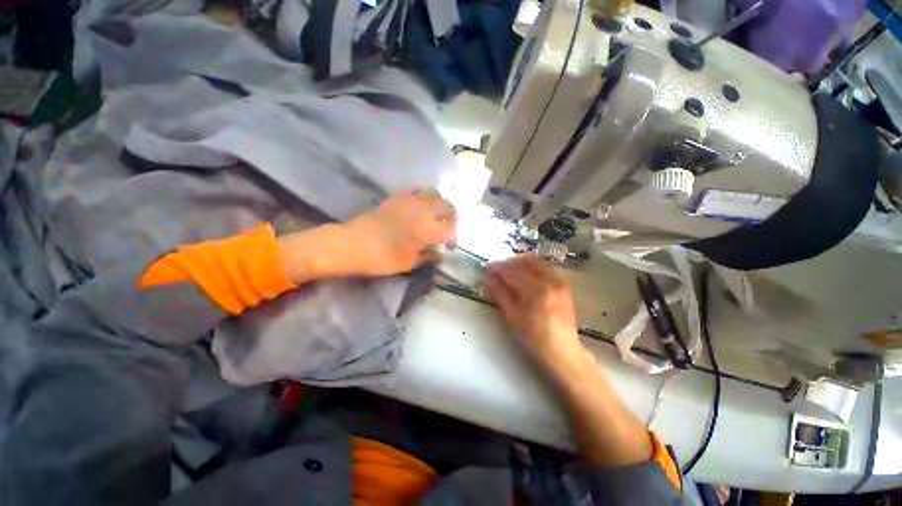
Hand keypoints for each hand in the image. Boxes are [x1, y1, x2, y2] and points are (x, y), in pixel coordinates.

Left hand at [344, 189, 456, 276]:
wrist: (353, 244)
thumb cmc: (383, 258)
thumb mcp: (409, 263)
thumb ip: (428, 257)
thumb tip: (440, 254)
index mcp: (428, 230)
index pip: (450, 230)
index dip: (454, 239)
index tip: (450, 247)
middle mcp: (423, 211)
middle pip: (447, 207)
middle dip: (452, 217)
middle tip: (447, 228)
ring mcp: (410, 201)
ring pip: (435, 194)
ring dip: (440, 204)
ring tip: (437, 215)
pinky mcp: (397, 197)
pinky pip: (417, 190)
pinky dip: (424, 196)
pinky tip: (421, 206)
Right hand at [486, 255, 586, 372]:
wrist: (563, 352)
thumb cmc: (535, 339)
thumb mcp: (513, 318)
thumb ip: (500, 295)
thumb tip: (488, 279)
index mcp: (538, 290)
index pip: (513, 272)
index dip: (498, 269)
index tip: (487, 269)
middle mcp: (552, 280)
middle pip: (527, 260)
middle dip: (510, 262)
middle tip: (498, 269)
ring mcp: (560, 281)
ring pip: (538, 262)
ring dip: (521, 263)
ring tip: (509, 272)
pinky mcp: (564, 285)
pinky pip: (546, 268)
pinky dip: (532, 268)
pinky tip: (524, 277)